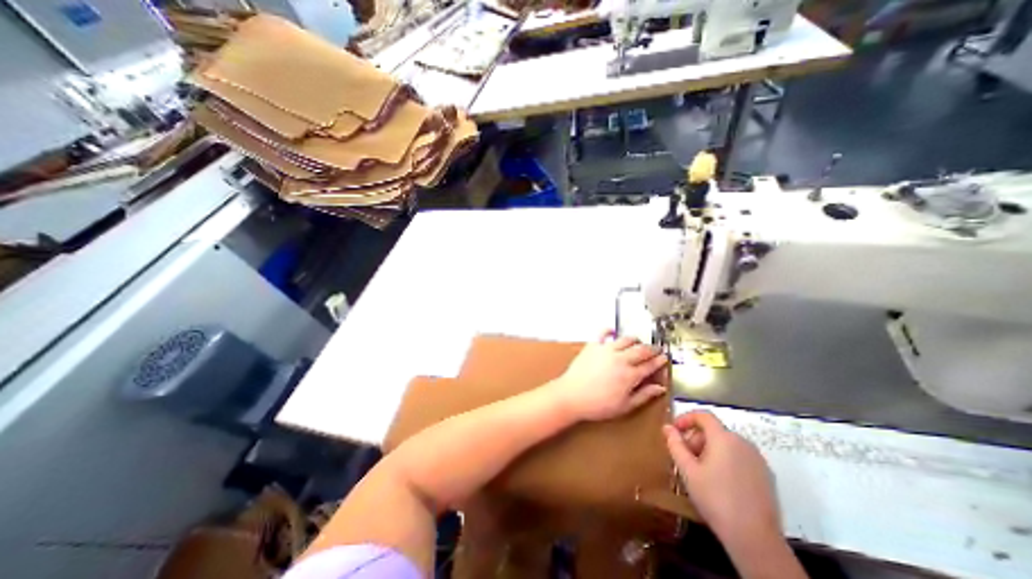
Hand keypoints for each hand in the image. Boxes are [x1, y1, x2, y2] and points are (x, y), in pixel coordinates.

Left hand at [548, 330, 670, 419]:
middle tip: (656, 350)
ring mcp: (606, 349)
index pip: (650, 365)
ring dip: (635, 340)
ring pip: (626, 339)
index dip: (659, 361)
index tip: (664, 359)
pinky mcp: (593, 345)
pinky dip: (610, 330)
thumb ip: (644, 395)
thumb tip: (660, 388)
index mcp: (630, 375)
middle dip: (652, 349)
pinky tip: (613, 331)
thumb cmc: (598, 405)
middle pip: (641, 349)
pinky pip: (603, 332)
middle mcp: (620, 359)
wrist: (571, 395)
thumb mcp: (624, 406)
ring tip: (638, 343)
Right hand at [666, 412, 778, 551]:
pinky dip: (726, 460)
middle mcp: (743, 442)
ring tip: (701, 471)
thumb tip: (667, 427)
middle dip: (696, 438)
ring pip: (727, 444)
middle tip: (685, 457)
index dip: (686, 418)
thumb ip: (675, 444)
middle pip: (714, 430)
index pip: (703, 415)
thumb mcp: (687, 470)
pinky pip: (740, 457)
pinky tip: (720, 482)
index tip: (674, 431)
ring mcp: (757, 459)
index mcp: (724, 438)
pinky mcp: (766, 475)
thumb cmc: (715, 498)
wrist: (755, 539)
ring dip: (710, 449)